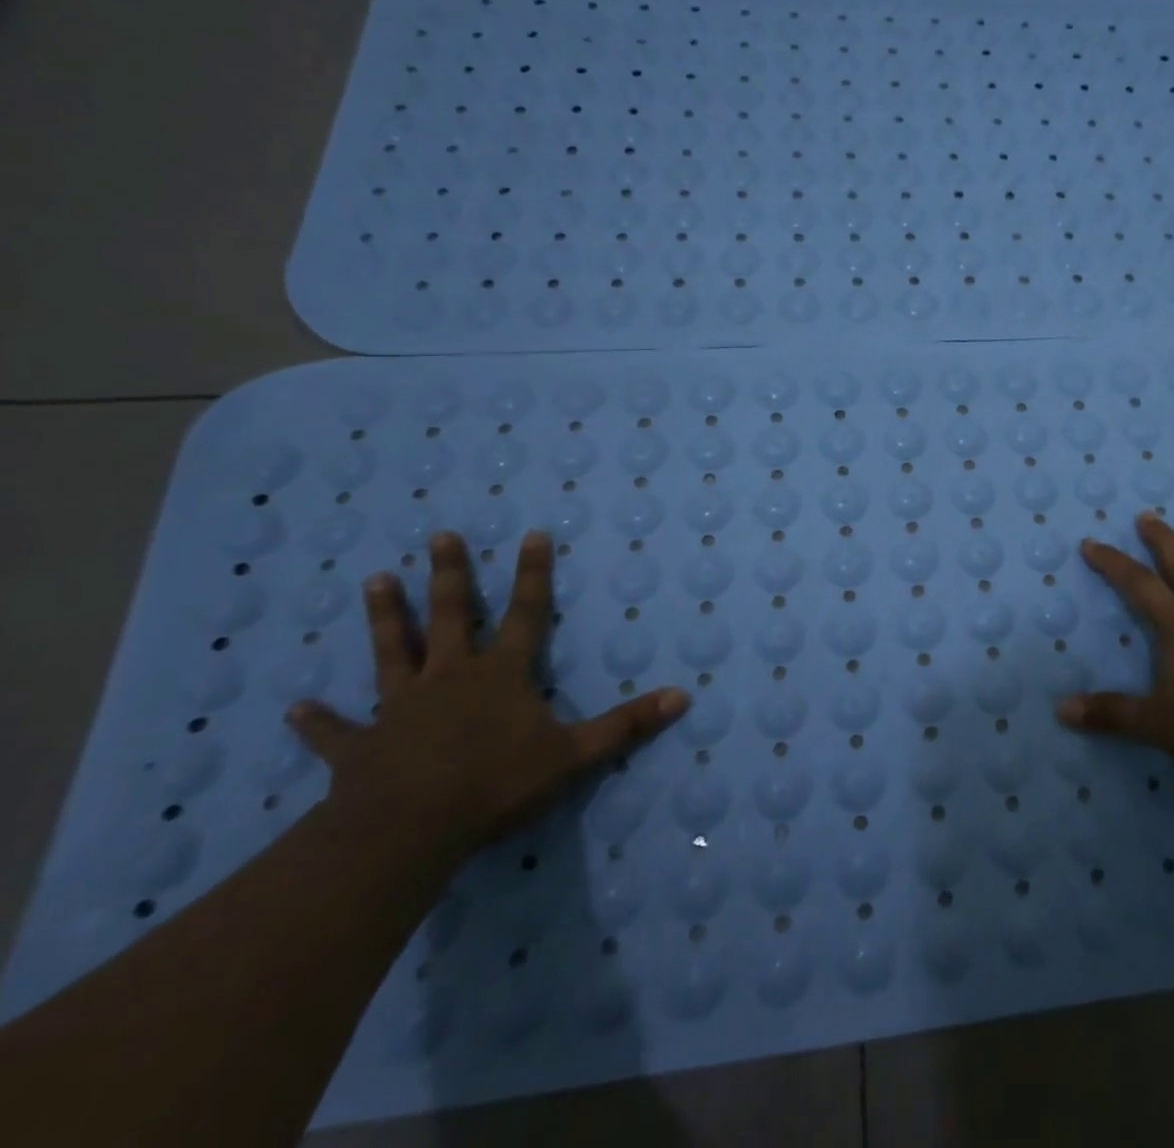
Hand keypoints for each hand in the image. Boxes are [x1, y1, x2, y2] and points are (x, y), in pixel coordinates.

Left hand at [287, 531, 689, 861]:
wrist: (408, 831)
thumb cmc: (496, 785)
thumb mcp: (575, 755)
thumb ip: (627, 725)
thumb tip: (684, 696)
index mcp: (501, 675)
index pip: (526, 613)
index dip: (532, 574)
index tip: (531, 534)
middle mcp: (451, 678)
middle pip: (451, 616)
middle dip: (449, 575)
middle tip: (440, 536)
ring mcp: (401, 708)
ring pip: (392, 653)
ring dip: (385, 619)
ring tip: (374, 581)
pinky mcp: (362, 747)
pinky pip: (338, 731)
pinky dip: (319, 721)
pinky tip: (297, 708)